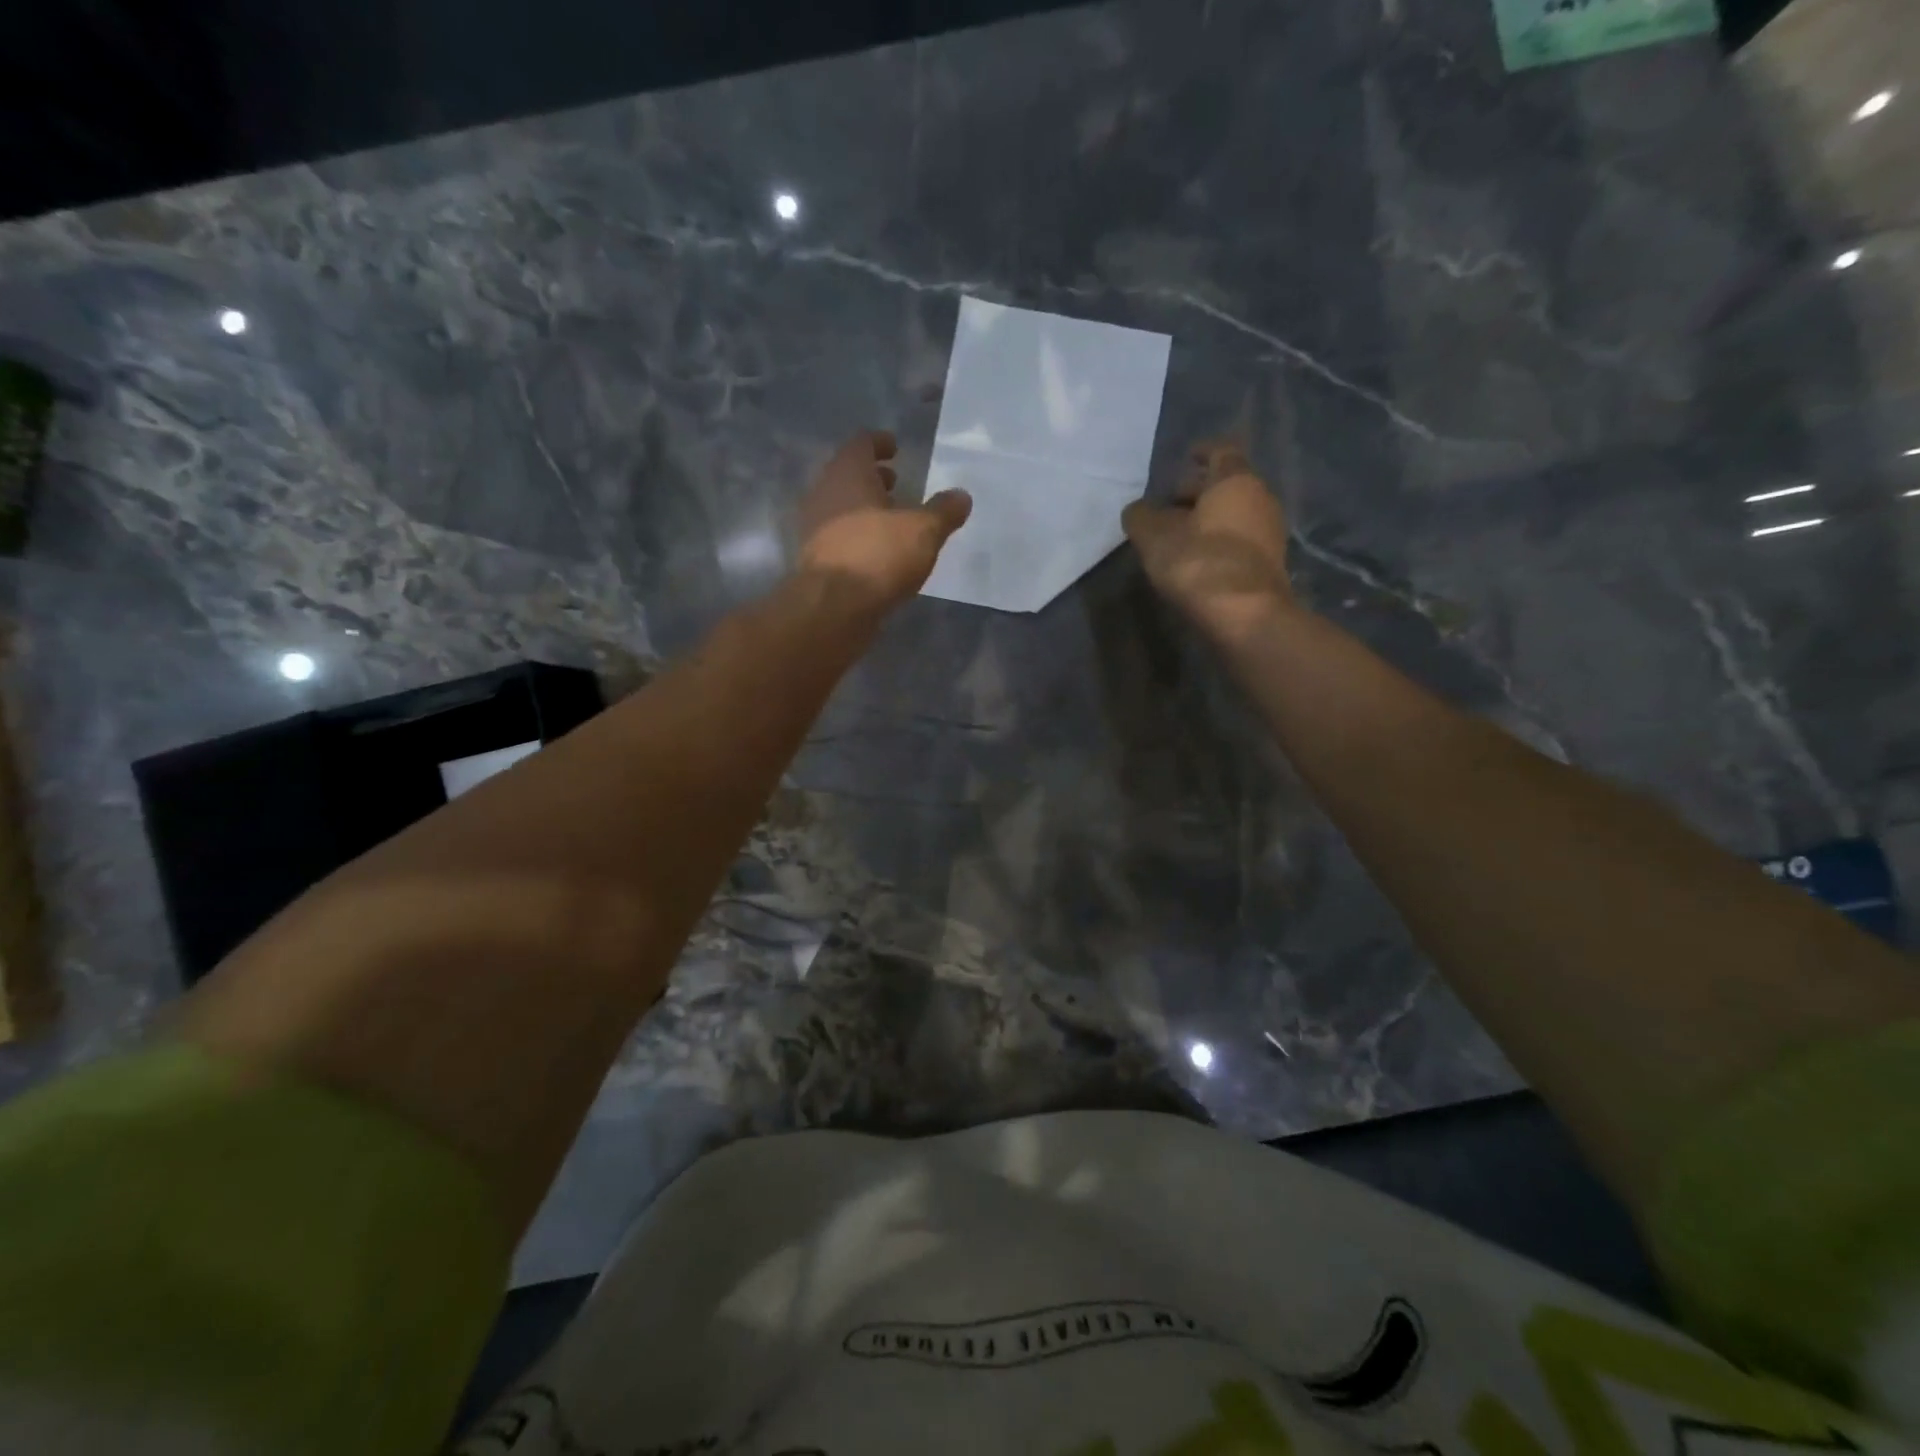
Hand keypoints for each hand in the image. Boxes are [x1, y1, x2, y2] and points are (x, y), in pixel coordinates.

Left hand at [798, 430, 971, 611]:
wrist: (832, 608)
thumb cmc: (878, 555)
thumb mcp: (923, 531)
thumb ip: (943, 512)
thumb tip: (962, 496)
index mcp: (848, 473)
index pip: (861, 444)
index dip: (879, 442)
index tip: (895, 447)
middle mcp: (824, 494)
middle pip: (848, 476)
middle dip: (873, 478)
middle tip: (896, 483)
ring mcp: (815, 528)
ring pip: (842, 507)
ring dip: (865, 509)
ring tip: (892, 521)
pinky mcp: (815, 560)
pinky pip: (840, 537)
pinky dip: (858, 536)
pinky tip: (879, 552)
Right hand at [1123, 442, 1295, 639]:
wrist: (1244, 615)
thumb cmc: (1198, 562)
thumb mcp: (1154, 537)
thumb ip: (1141, 517)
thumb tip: (1137, 511)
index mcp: (1235, 480)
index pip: (1221, 451)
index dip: (1202, 452)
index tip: (1187, 456)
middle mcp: (1261, 498)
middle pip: (1229, 485)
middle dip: (1199, 491)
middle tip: (1171, 503)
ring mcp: (1271, 533)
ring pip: (1236, 514)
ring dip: (1209, 519)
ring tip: (1179, 536)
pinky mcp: (1271, 565)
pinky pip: (1241, 541)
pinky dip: (1220, 543)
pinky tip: (1198, 560)